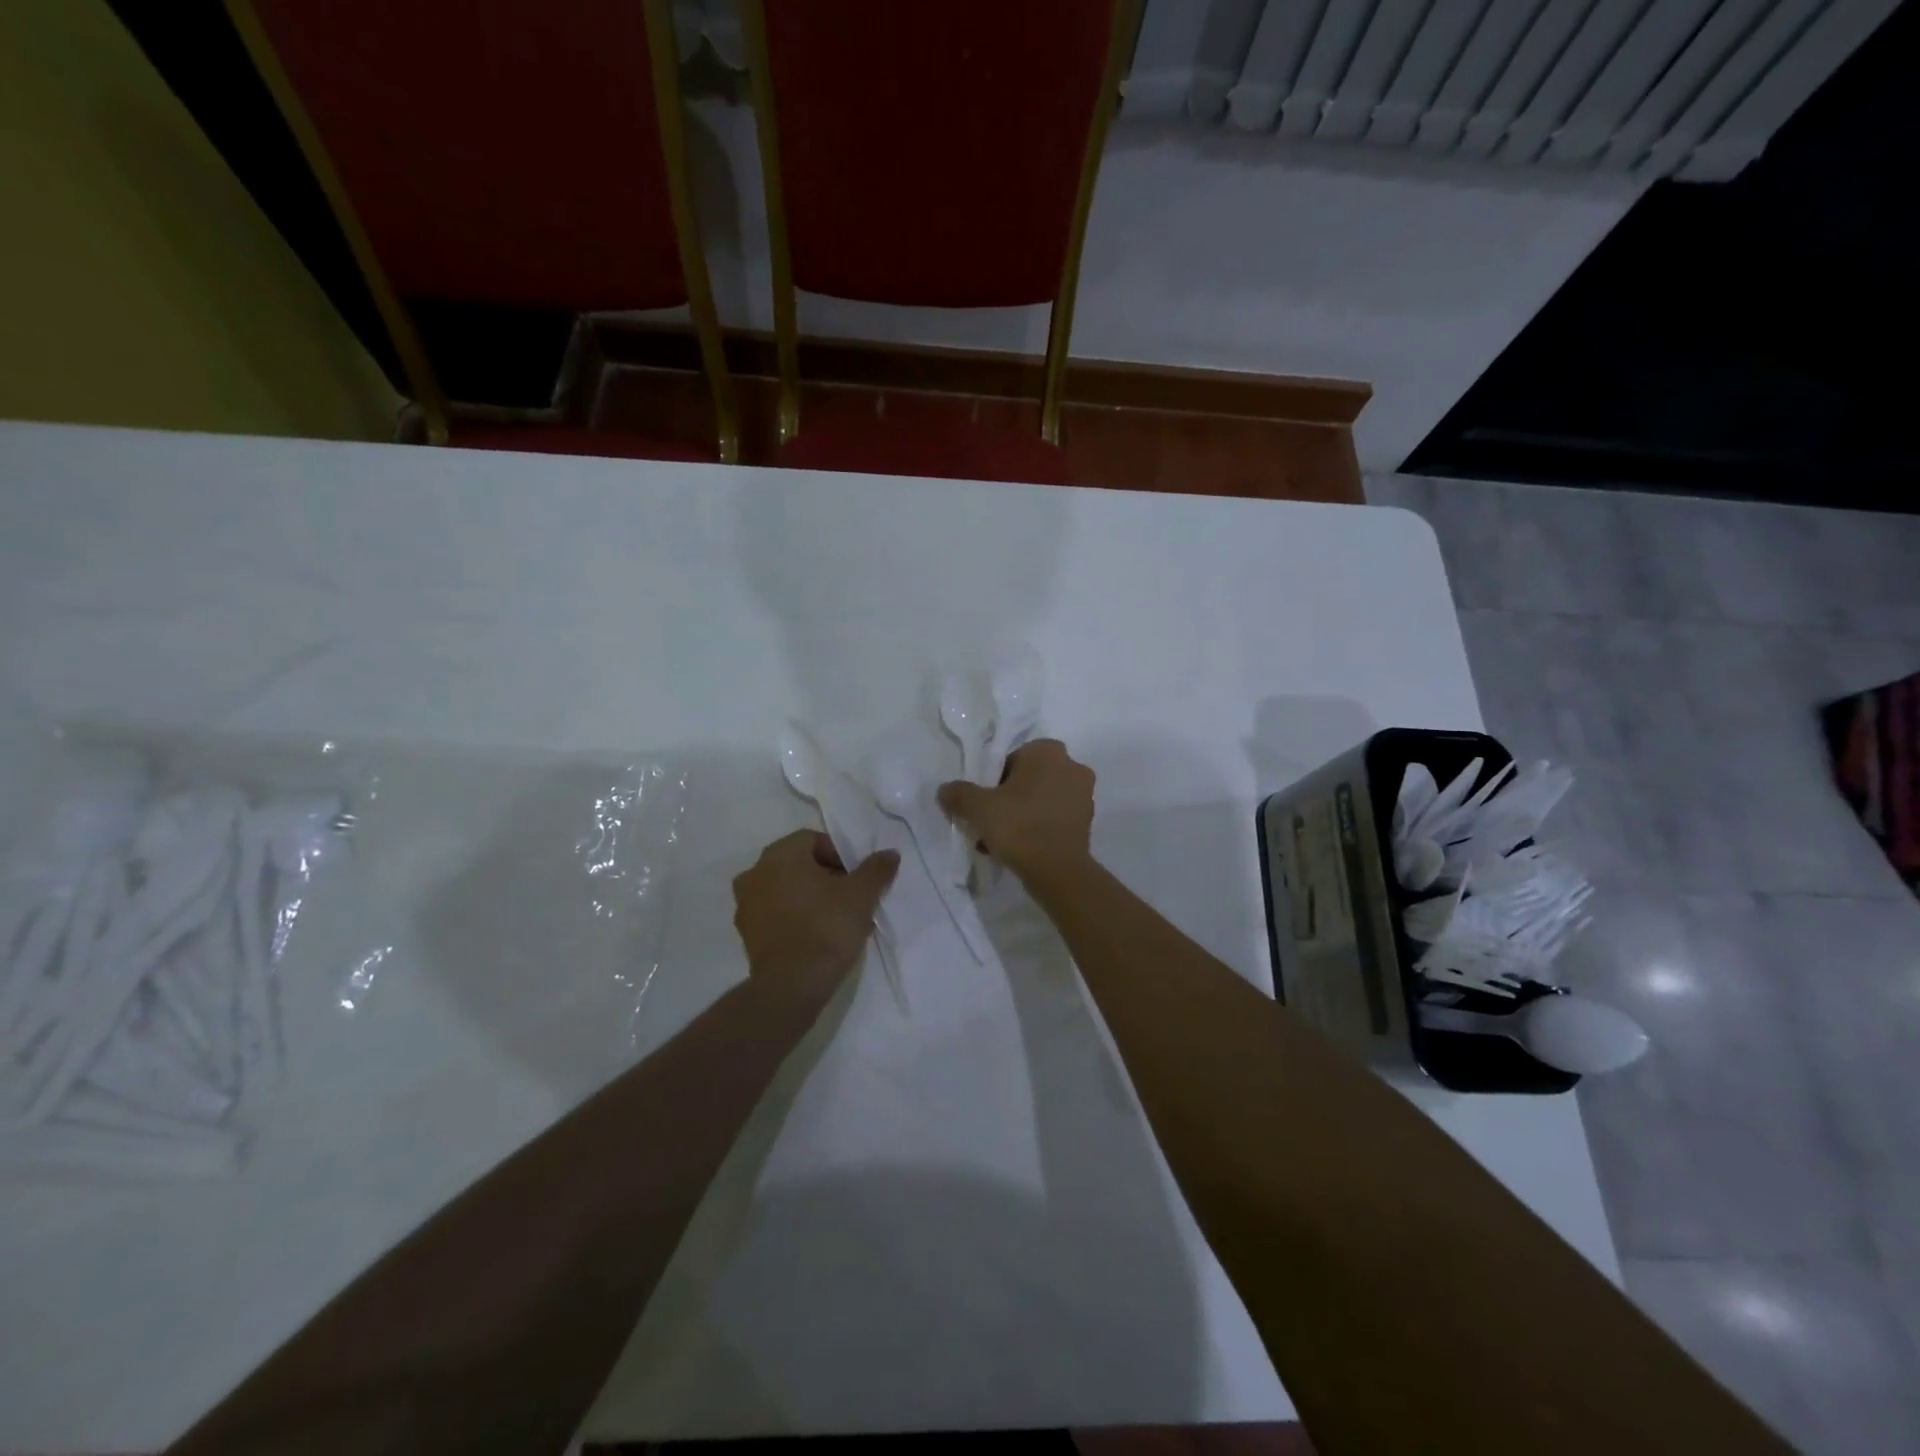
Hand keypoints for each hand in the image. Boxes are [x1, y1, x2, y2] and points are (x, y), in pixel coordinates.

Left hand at [732, 830, 899, 1006]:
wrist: (792, 985)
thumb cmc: (827, 927)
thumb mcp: (862, 894)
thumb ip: (876, 868)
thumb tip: (889, 853)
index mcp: (779, 854)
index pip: (814, 840)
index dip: (840, 856)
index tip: (857, 879)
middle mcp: (755, 872)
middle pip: (798, 864)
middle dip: (825, 876)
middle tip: (850, 897)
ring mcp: (746, 904)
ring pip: (786, 889)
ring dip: (809, 897)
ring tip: (835, 918)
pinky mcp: (746, 933)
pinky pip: (776, 914)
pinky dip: (794, 917)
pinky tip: (816, 935)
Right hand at [938, 739, 1094, 884]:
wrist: (1058, 871)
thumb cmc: (1019, 827)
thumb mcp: (977, 808)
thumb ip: (958, 794)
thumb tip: (945, 790)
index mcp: (1047, 751)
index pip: (1010, 760)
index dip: (992, 782)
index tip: (984, 805)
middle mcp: (1071, 765)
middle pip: (1026, 780)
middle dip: (1007, 799)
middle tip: (990, 823)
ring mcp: (1084, 794)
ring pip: (1040, 799)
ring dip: (1021, 815)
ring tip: (1001, 842)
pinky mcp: (1087, 820)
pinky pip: (1054, 817)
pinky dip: (1038, 827)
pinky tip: (1020, 850)